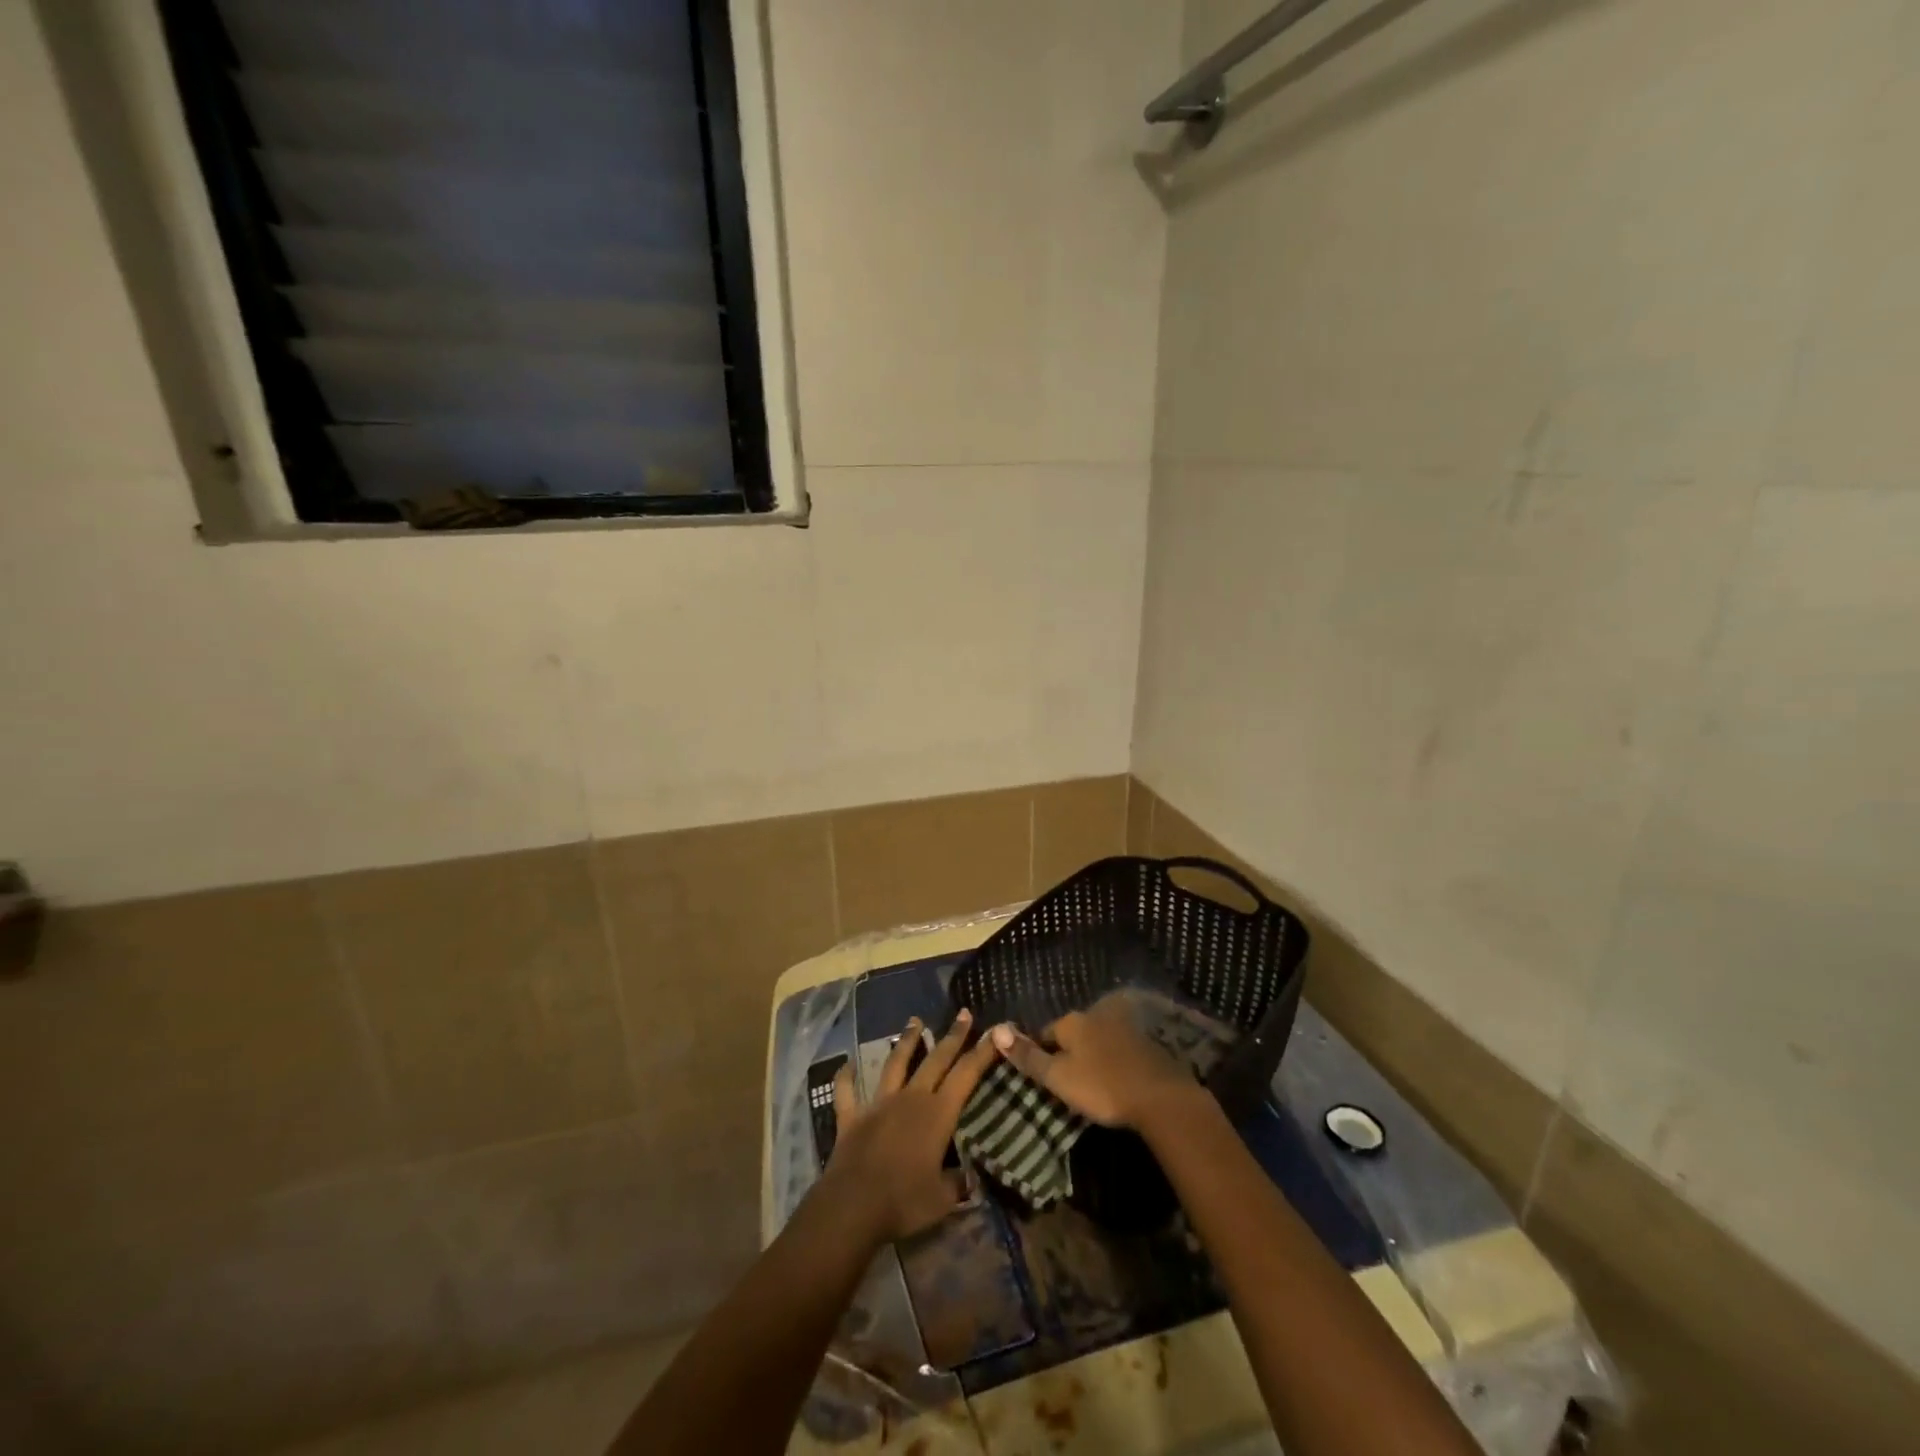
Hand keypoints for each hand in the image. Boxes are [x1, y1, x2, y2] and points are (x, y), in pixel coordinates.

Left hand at [819, 1010, 1002, 1244]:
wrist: (852, 1206)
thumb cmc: (904, 1201)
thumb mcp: (943, 1200)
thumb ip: (958, 1183)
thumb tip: (971, 1178)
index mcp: (937, 1113)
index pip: (966, 1075)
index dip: (983, 1052)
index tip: (996, 1031)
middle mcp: (910, 1098)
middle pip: (935, 1060)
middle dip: (952, 1036)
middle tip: (963, 1013)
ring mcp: (879, 1104)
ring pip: (895, 1064)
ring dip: (907, 1041)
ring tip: (915, 1021)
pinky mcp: (852, 1117)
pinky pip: (847, 1092)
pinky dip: (846, 1077)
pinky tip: (847, 1064)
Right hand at [991, 995, 1197, 1128]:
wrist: (1160, 1096)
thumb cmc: (1102, 1087)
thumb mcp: (1058, 1077)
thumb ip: (1028, 1057)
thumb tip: (996, 1031)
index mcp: (1072, 1021)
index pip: (1046, 1033)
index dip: (1040, 1054)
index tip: (1042, 1077)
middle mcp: (1096, 1014)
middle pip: (1073, 1033)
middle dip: (1068, 1052)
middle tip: (1067, 1082)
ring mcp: (1124, 1026)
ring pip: (1098, 1039)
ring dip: (1093, 1055)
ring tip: (1091, 1083)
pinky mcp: (1146, 1042)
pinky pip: (1120, 1048)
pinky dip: (1114, 1060)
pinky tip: (1117, 1080)